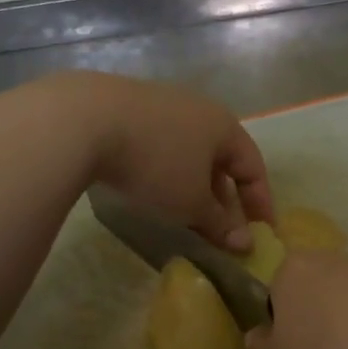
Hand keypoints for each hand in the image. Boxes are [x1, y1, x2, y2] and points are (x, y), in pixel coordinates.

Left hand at [55, 72, 272, 249]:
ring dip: (194, 185)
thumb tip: (244, 244)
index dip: (260, 202)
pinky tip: (150, 189)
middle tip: (219, 231)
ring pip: (190, 151)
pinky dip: (166, 170)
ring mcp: (162, 104)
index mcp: (224, 125)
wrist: (86, 120)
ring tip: (184, 214)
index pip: (253, 166)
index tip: (261, 233)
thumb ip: (220, 224)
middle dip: (223, 197)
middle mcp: (199, 108)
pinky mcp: (129, 107)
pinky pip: (161, 144)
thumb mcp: (191, 202)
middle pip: (221, 158)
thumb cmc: (156, 163)